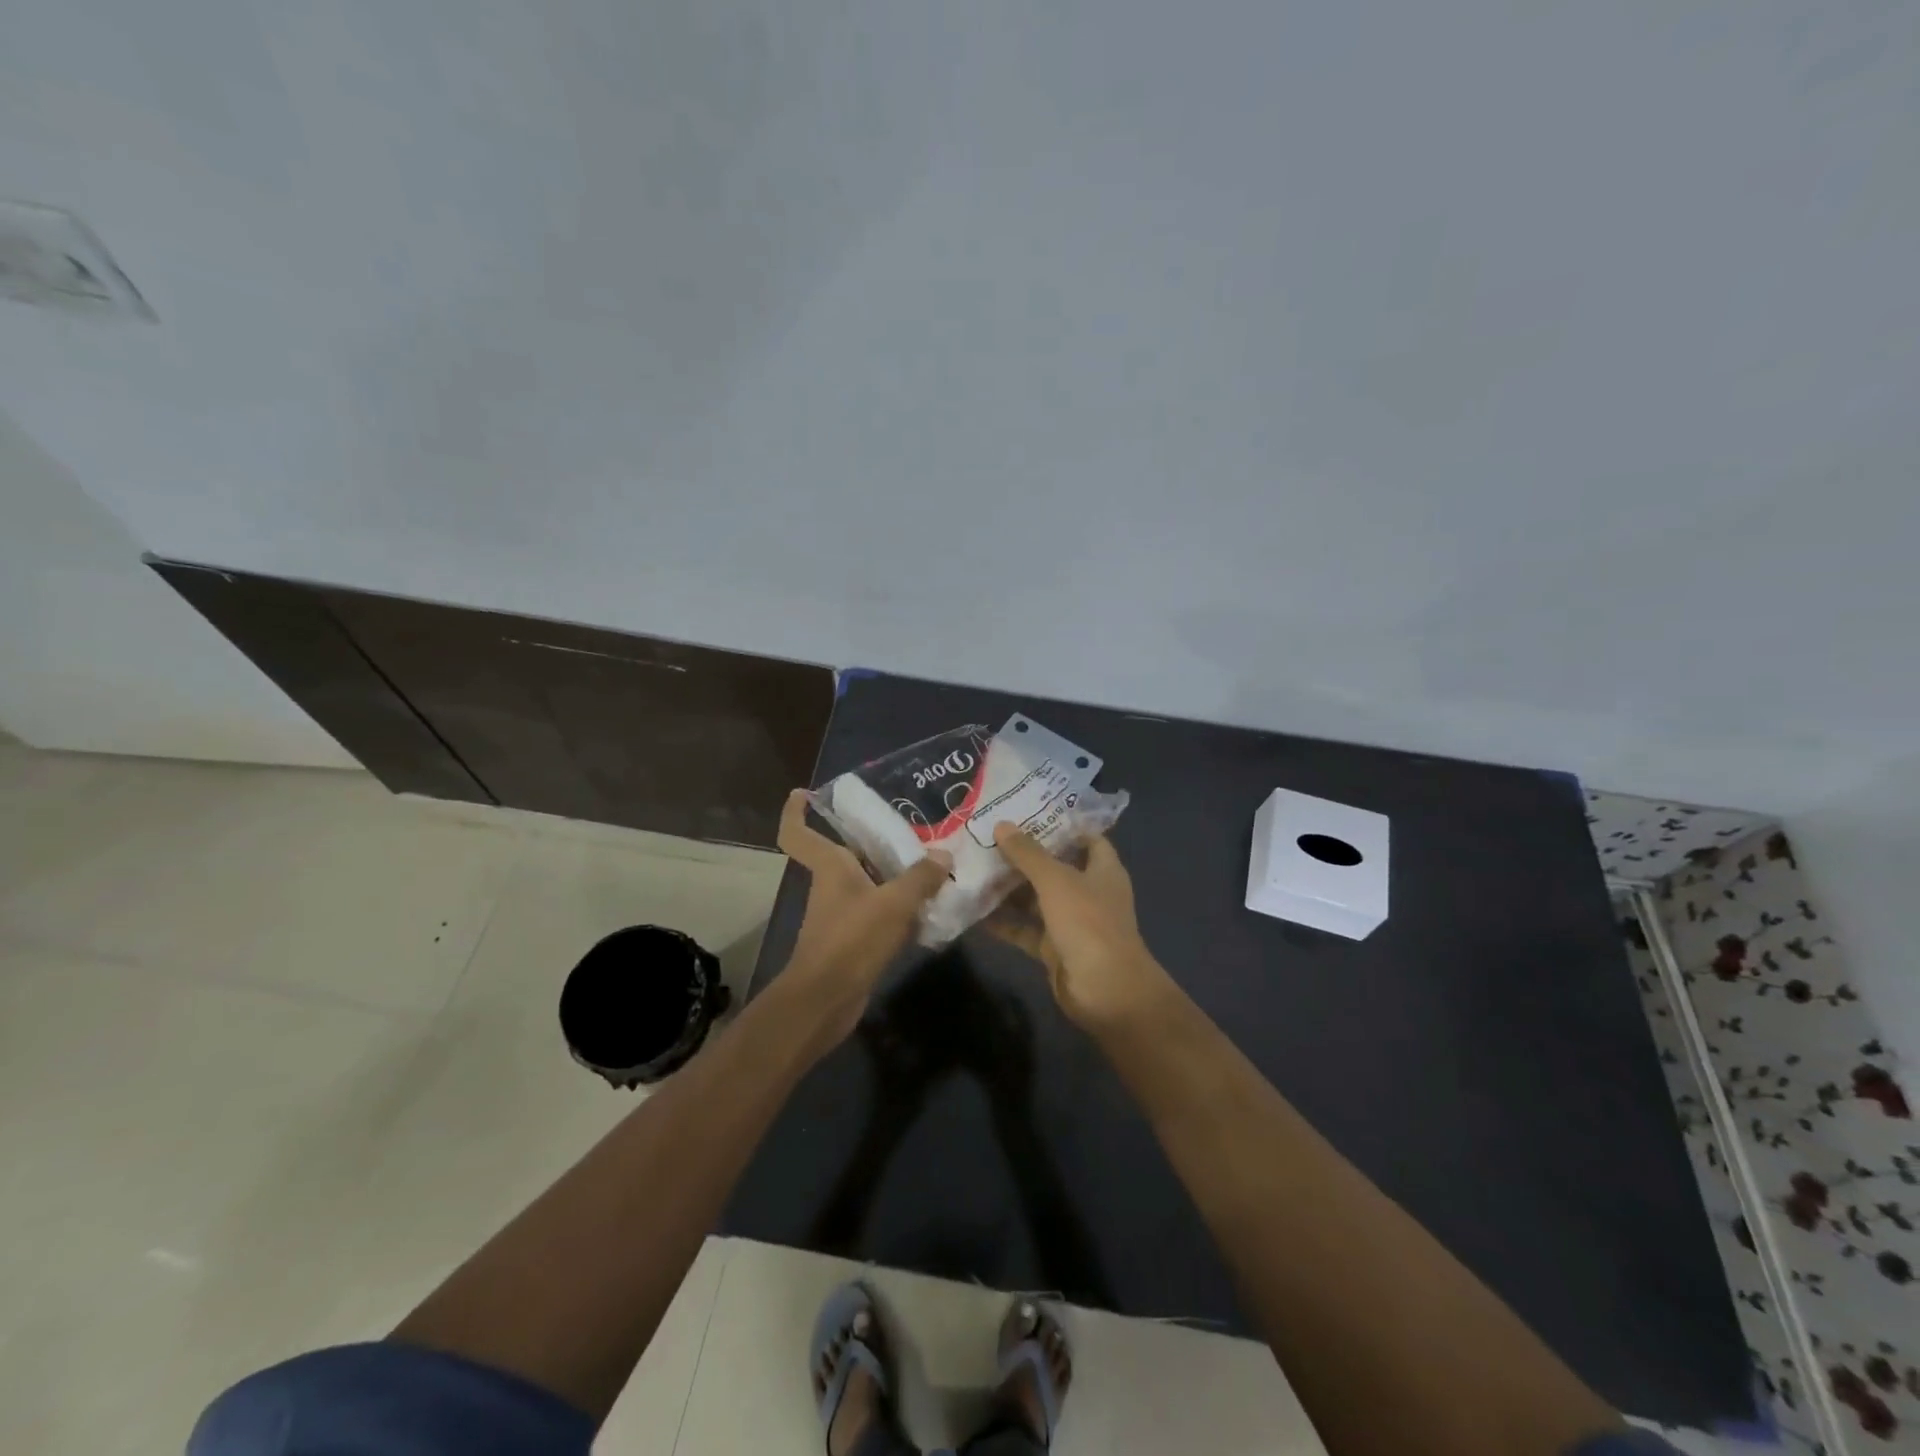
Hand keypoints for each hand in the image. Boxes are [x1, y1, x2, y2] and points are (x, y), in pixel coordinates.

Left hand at [776, 789, 950, 1042]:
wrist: (826, 1001)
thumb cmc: (851, 940)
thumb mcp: (893, 903)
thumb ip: (921, 878)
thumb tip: (943, 856)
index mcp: (830, 867)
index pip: (798, 833)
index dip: (795, 812)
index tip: (803, 794)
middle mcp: (832, 885)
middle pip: (847, 853)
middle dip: (874, 840)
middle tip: (912, 826)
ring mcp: (841, 914)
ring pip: (868, 883)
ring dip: (894, 874)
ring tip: (933, 862)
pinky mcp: (854, 939)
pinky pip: (879, 912)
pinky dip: (899, 907)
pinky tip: (930, 907)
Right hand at [990, 825, 1173, 1032]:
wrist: (1106, 992)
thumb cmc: (1088, 923)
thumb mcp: (1056, 880)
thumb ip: (1028, 853)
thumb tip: (1001, 825)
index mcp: (1102, 869)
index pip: (1086, 837)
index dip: (1061, 824)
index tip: (1027, 812)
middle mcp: (1088, 892)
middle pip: (1054, 867)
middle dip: (1024, 855)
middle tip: (987, 838)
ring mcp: (1071, 922)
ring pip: (1036, 899)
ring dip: (1009, 888)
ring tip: (974, 868)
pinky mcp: (1053, 948)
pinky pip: (1024, 929)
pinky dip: (1004, 922)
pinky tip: (974, 910)